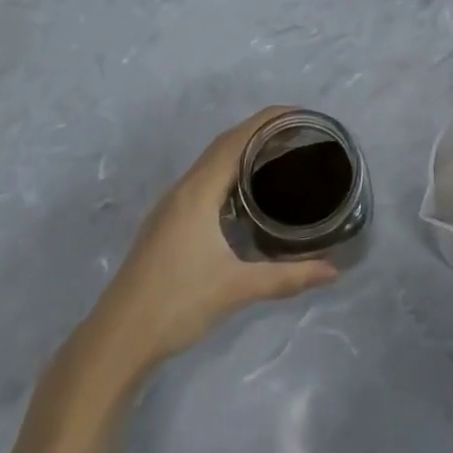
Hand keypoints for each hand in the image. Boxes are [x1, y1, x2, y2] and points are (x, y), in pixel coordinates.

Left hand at [83, 108, 339, 380]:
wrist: (119, 337)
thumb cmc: (177, 303)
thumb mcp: (237, 288)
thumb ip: (286, 277)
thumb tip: (333, 272)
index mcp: (198, 191)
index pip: (237, 139)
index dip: (268, 120)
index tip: (302, 115)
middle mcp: (184, 189)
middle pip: (224, 144)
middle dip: (260, 130)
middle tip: (299, 133)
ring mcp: (172, 205)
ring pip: (211, 162)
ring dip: (243, 149)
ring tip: (279, 153)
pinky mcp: (168, 222)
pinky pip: (204, 179)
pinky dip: (229, 170)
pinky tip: (246, 191)